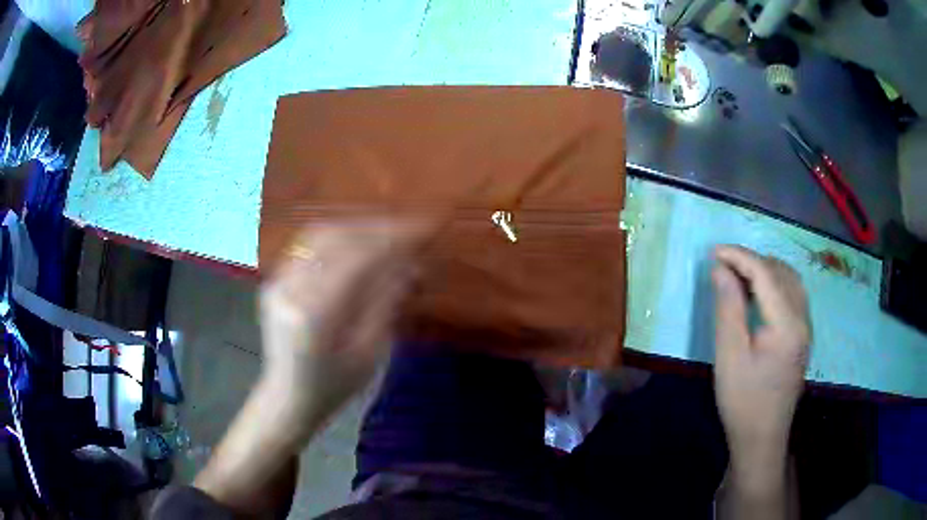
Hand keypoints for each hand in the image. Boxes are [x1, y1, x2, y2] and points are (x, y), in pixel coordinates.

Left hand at [258, 220, 425, 430]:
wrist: (290, 397)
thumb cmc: (335, 385)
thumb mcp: (370, 352)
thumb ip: (387, 302)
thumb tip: (411, 263)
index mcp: (316, 315)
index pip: (358, 259)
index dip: (393, 239)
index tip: (424, 230)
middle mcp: (291, 289)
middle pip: (337, 238)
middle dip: (377, 229)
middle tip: (410, 229)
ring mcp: (279, 281)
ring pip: (320, 235)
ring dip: (358, 228)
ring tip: (388, 233)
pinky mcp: (276, 280)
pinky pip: (308, 246)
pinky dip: (339, 237)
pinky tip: (359, 242)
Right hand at [712, 245, 810, 460]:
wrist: (761, 437)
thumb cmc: (742, 401)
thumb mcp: (729, 356)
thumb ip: (728, 308)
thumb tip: (721, 269)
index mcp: (787, 324)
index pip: (765, 274)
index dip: (740, 257)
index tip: (714, 252)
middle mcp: (802, 319)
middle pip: (781, 272)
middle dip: (752, 261)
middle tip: (723, 265)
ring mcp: (806, 328)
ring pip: (790, 281)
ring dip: (765, 270)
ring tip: (739, 275)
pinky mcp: (803, 336)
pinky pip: (793, 295)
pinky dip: (775, 284)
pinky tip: (759, 294)